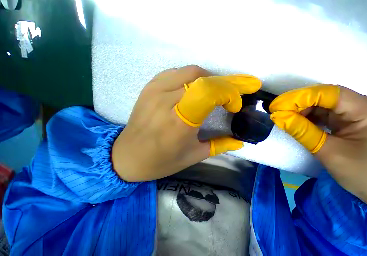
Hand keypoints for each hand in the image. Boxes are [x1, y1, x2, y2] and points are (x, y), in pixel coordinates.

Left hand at [112, 66, 260, 181]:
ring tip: (215, 93)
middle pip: (202, 79)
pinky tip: (196, 89)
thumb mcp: (196, 156)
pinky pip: (178, 72)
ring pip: (191, 71)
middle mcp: (166, 102)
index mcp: (180, 123)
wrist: (126, 157)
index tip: (234, 106)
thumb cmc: (163, 161)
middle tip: (228, 98)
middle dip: (223, 86)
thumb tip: (240, 142)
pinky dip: (193, 77)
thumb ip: (221, 146)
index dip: (228, 94)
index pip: (208, 93)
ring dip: (209, 80)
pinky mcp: (150, 86)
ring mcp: (156, 90)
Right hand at [269, 85, 366, 206]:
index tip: (278, 105)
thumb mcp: (328, 153)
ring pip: (325, 105)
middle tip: (279, 112)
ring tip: (286, 117)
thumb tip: (278, 117)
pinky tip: (299, 121)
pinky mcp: (353, 121)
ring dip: (304, 111)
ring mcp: (361, 113)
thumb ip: (301, 131)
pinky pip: (328, 114)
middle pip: (327, 97)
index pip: (329, 94)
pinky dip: (311, 117)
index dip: (300, 97)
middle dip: (300, 104)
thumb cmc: (361, 176)